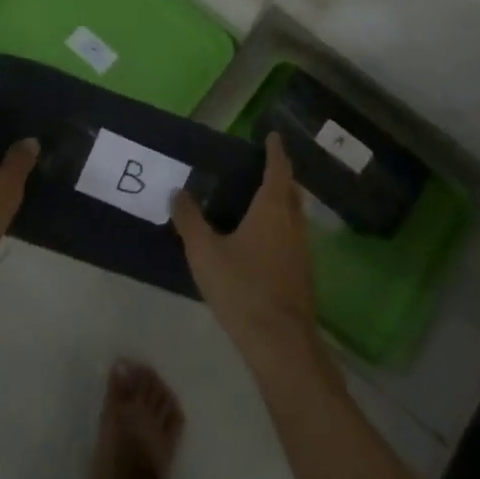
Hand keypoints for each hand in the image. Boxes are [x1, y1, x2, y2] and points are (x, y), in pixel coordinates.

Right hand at [170, 134, 323, 373]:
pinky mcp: (302, 271)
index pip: (278, 168)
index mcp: (273, 208)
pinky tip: (265, 239)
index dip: (275, 150)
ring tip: (262, 198)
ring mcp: (302, 248)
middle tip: (264, 165)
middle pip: (290, 189)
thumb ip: (189, 220)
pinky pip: (293, 234)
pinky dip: (282, 224)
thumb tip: (177, 191)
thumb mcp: (205, 253)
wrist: (280, 342)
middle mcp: (293, 221)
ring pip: (294, 213)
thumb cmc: (243, 288)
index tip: (273, 136)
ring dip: (283, 200)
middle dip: (281, 174)